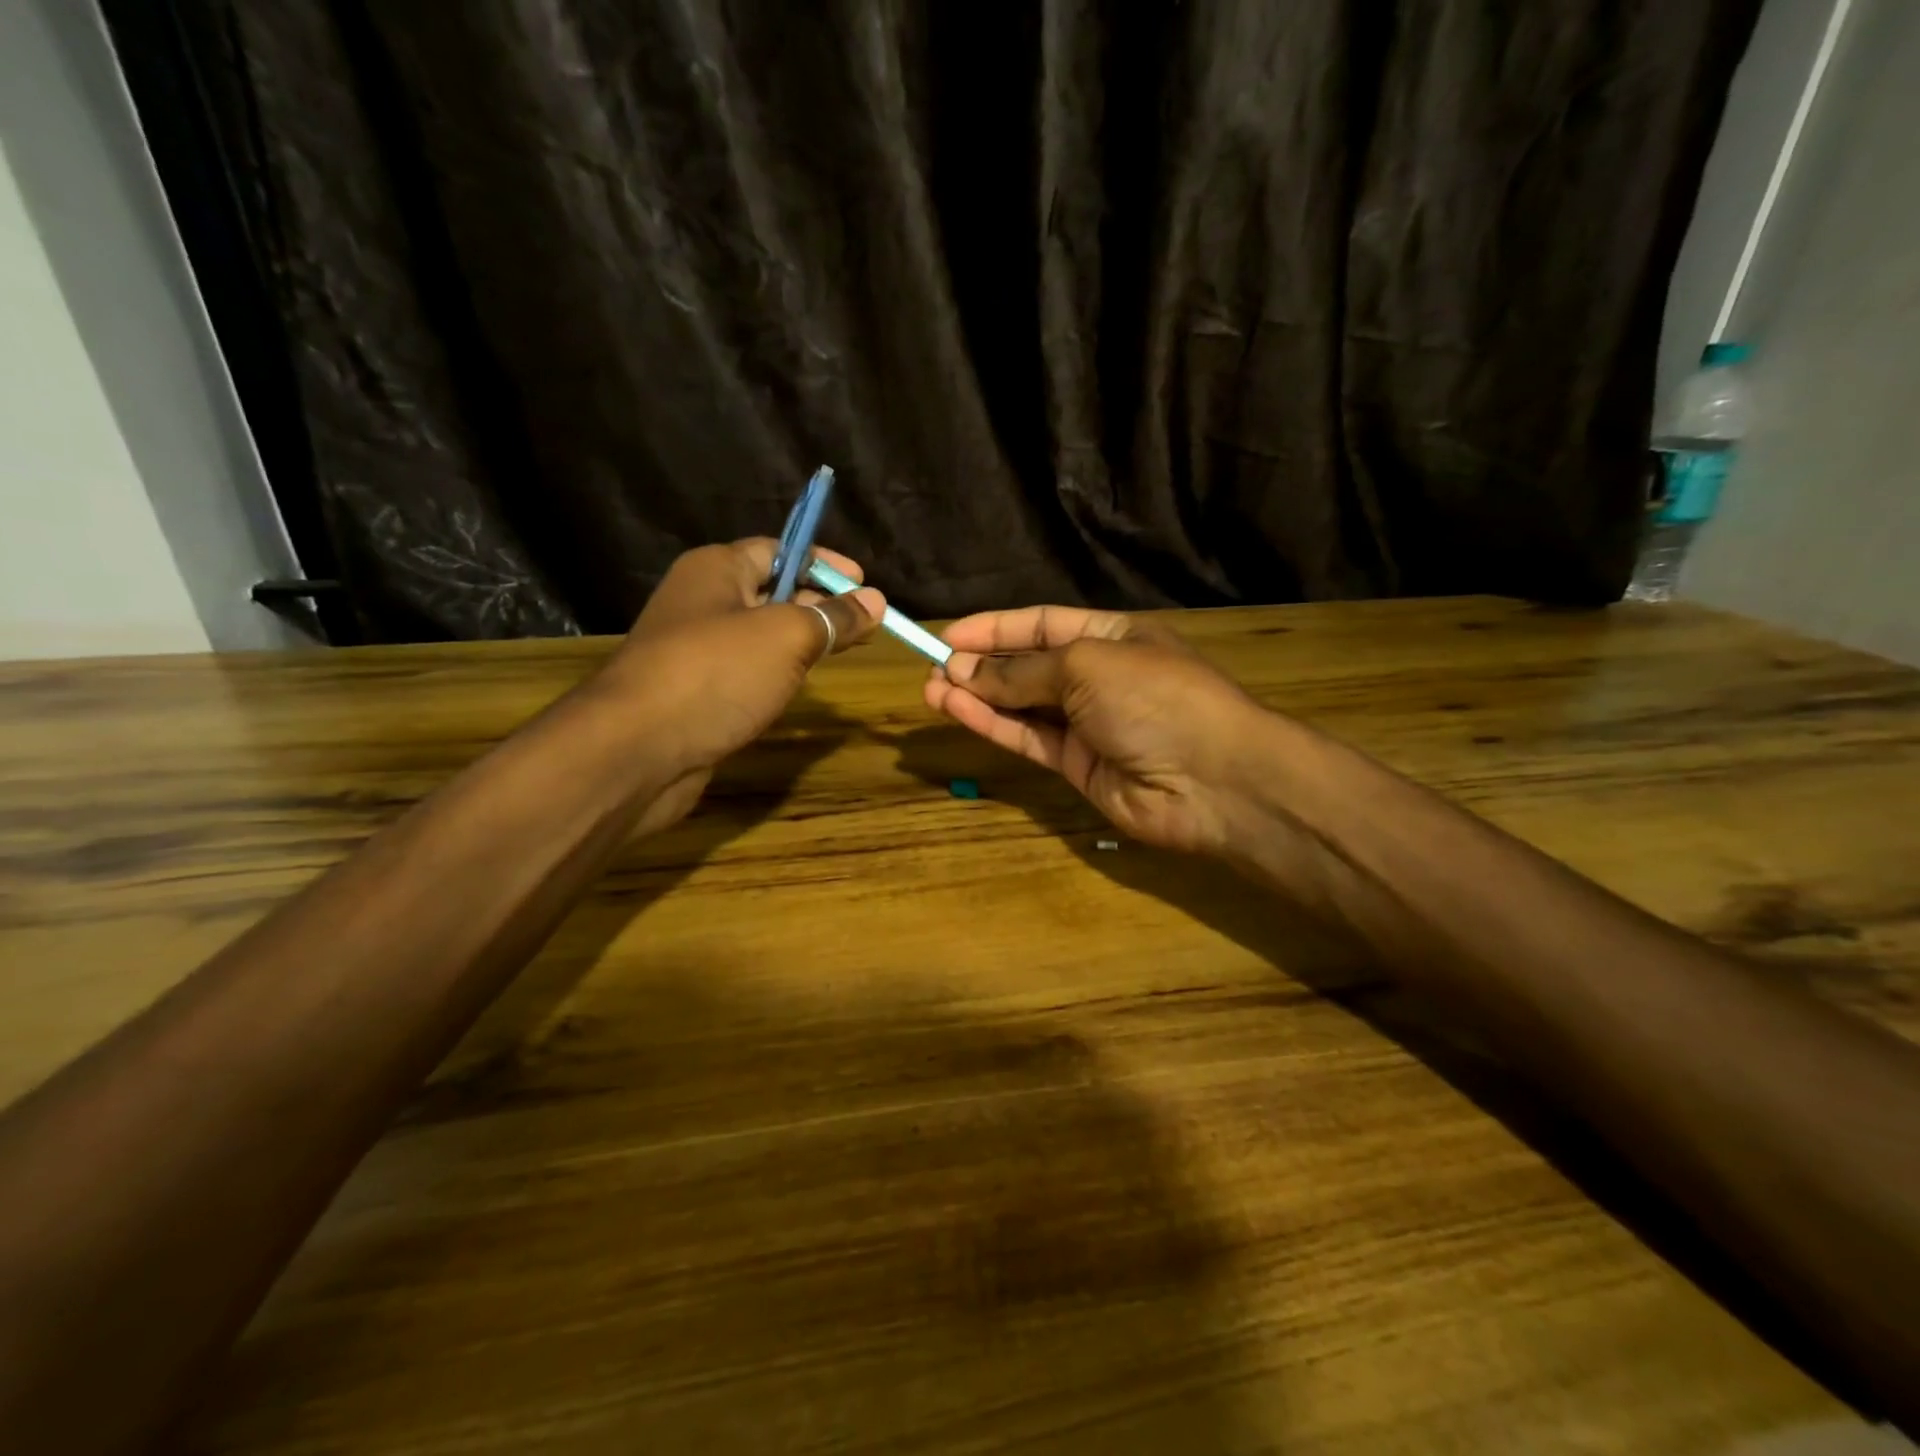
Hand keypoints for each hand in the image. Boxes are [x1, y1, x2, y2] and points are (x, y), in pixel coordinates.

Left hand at [597, 539, 883, 832]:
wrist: (637, 751)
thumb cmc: (715, 674)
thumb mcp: (786, 637)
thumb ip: (833, 617)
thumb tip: (876, 600)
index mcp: (716, 569)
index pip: (778, 550)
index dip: (823, 564)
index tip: (864, 584)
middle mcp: (703, 602)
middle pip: (772, 592)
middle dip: (819, 605)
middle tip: (865, 625)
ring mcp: (697, 651)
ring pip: (762, 637)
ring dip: (801, 643)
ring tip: (844, 653)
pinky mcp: (698, 694)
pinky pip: (748, 673)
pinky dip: (778, 676)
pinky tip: (801, 689)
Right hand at [924, 606, 1281, 855]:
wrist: (1213, 780)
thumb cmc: (1155, 697)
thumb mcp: (1086, 665)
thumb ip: (1022, 671)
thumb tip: (965, 671)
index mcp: (1111, 635)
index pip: (1042, 624)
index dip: (995, 628)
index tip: (948, 635)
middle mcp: (1098, 676)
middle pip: (1028, 666)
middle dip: (981, 665)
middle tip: (933, 669)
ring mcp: (1088, 723)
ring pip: (1022, 705)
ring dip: (978, 697)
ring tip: (931, 691)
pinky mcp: (1077, 765)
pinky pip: (1028, 738)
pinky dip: (993, 725)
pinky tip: (957, 711)